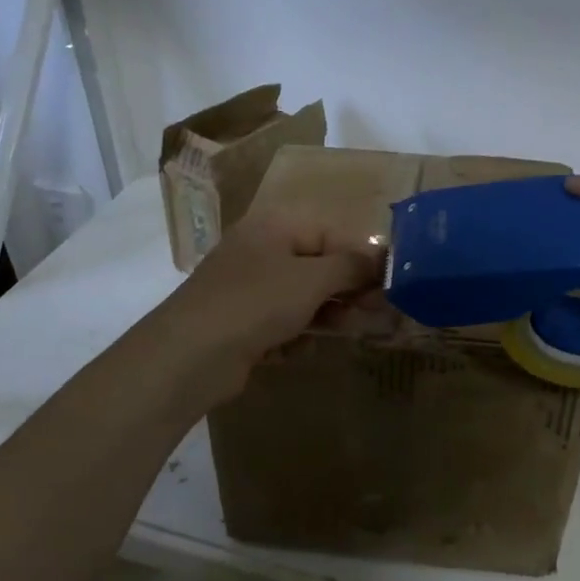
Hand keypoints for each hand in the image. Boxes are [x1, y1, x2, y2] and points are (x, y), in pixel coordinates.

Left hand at [153, 209, 379, 399]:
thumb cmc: (257, 303)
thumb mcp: (312, 279)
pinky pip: (280, 323)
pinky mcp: (240, 322)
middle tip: (372, 316)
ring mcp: (247, 287)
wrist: (191, 354)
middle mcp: (260, 250)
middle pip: (317, 266)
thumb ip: (351, 267)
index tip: (388, 288)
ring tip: (336, 334)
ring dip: (323, 316)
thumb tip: (381, 259)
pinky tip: (290, 350)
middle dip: (345, 292)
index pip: (332, 235)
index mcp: (275, 226)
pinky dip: (292, 336)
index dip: (362, 261)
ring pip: (301, 298)